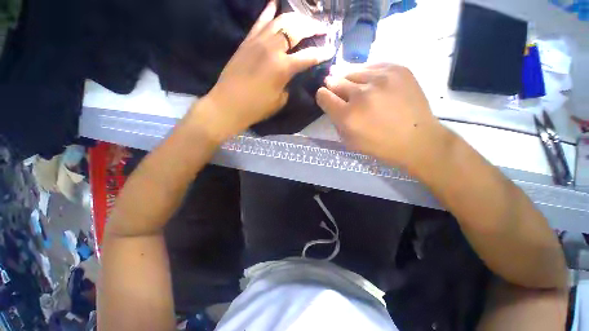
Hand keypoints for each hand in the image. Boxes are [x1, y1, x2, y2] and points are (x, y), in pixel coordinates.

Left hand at [192, 0, 332, 140]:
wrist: (228, 105)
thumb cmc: (256, 108)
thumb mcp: (279, 101)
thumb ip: (288, 85)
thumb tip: (289, 77)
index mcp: (283, 68)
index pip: (308, 56)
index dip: (321, 53)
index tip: (330, 50)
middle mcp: (272, 49)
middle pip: (296, 29)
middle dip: (312, 27)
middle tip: (322, 28)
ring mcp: (258, 42)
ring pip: (280, 21)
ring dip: (295, 18)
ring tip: (304, 19)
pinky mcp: (247, 42)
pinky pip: (260, 22)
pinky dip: (269, 12)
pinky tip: (275, 4)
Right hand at [316, 64, 448, 171]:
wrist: (416, 139)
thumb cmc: (379, 145)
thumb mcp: (349, 141)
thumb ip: (336, 121)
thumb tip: (332, 103)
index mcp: (348, 116)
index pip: (323, 96)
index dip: (322, 96)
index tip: (326, 98)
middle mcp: (361, 94)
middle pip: (335, 80)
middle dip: (333, 86)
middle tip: (337, 90)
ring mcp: (381, 78)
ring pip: (351, 70)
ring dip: (348, 78)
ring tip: (353, 85)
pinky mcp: (397, 69)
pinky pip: (371, 65)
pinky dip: (366, 73)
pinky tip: (370, 82)